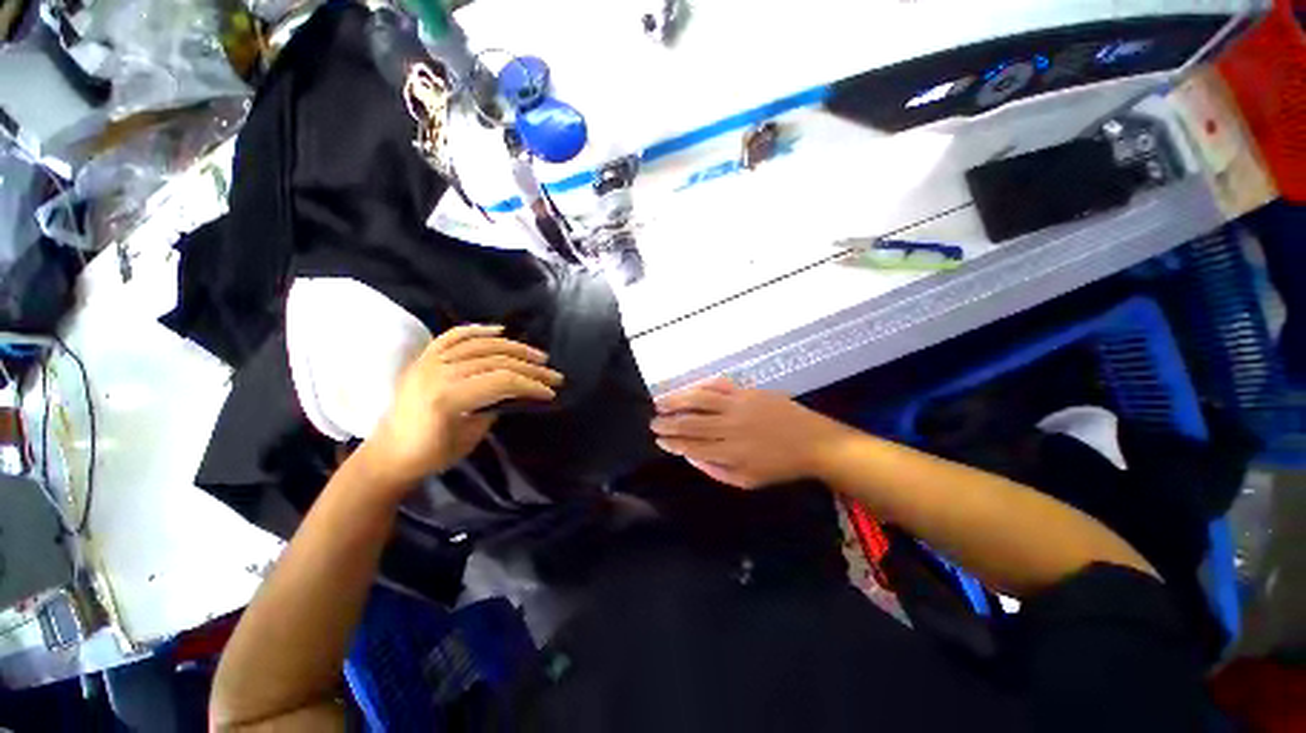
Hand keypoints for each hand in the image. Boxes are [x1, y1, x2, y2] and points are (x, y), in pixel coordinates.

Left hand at [356, 324, 561, 491]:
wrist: (388, 453)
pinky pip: (454, 336)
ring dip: (515, 348)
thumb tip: (518, 390)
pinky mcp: (425, 357)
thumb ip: (494, 407)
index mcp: (447, 398)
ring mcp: (429, 361)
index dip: (531, 385)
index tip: (551, 392)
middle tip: (554, 375)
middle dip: (531, 368)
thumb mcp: (470, 437)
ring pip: (481, 344)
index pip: (502, 381)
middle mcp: (437, 372)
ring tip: (538, 355)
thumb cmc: (431, 454)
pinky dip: (479, 330)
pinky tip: (500, 331)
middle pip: (496, 360)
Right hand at [651, 378, 853, 488]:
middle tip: (653, 422)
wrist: (813, 442)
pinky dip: (701, 385)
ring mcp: (738, 406)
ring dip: (677, 400)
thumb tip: (690, 457)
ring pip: (699, 400)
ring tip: (660, 401)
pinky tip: (689, 388)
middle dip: (668, 423)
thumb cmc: (779, 465)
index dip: (673, 442)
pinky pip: (718, 385)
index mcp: (729, 453)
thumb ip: (716, 470)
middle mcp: (729, 427)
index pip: (691, 446)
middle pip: (690, 423)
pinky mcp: (747, 392)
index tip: (659, 439)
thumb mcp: (747, 480)